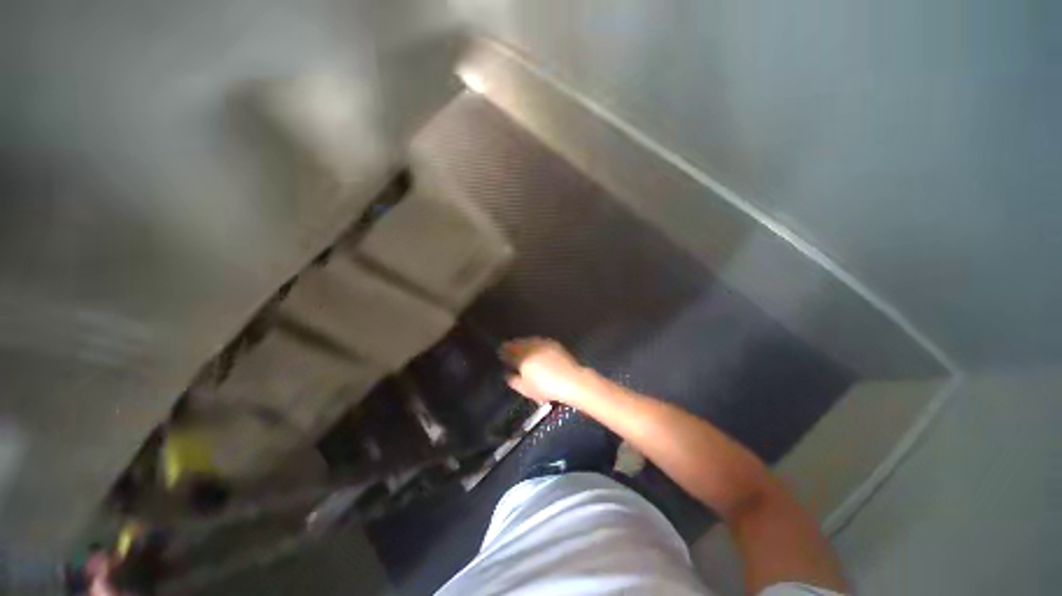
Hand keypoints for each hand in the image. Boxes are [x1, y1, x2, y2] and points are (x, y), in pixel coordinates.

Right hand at [502, 338, 593, 406]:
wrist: (571, 380)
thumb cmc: (545, 387)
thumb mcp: (525, 389)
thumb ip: (513, 380)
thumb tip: (507, 374)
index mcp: (521, 356)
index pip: (507, 351)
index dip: (502, 352)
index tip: (500, 353)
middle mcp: (530, 346)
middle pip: (517, 343)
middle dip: (512, 345)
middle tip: (508, 349)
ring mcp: (543, 343)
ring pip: (528, 340)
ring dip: (523, 343)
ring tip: (521, 348)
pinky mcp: (553, 344)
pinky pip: (539, 341)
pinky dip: (534, 343)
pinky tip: (535, 348)